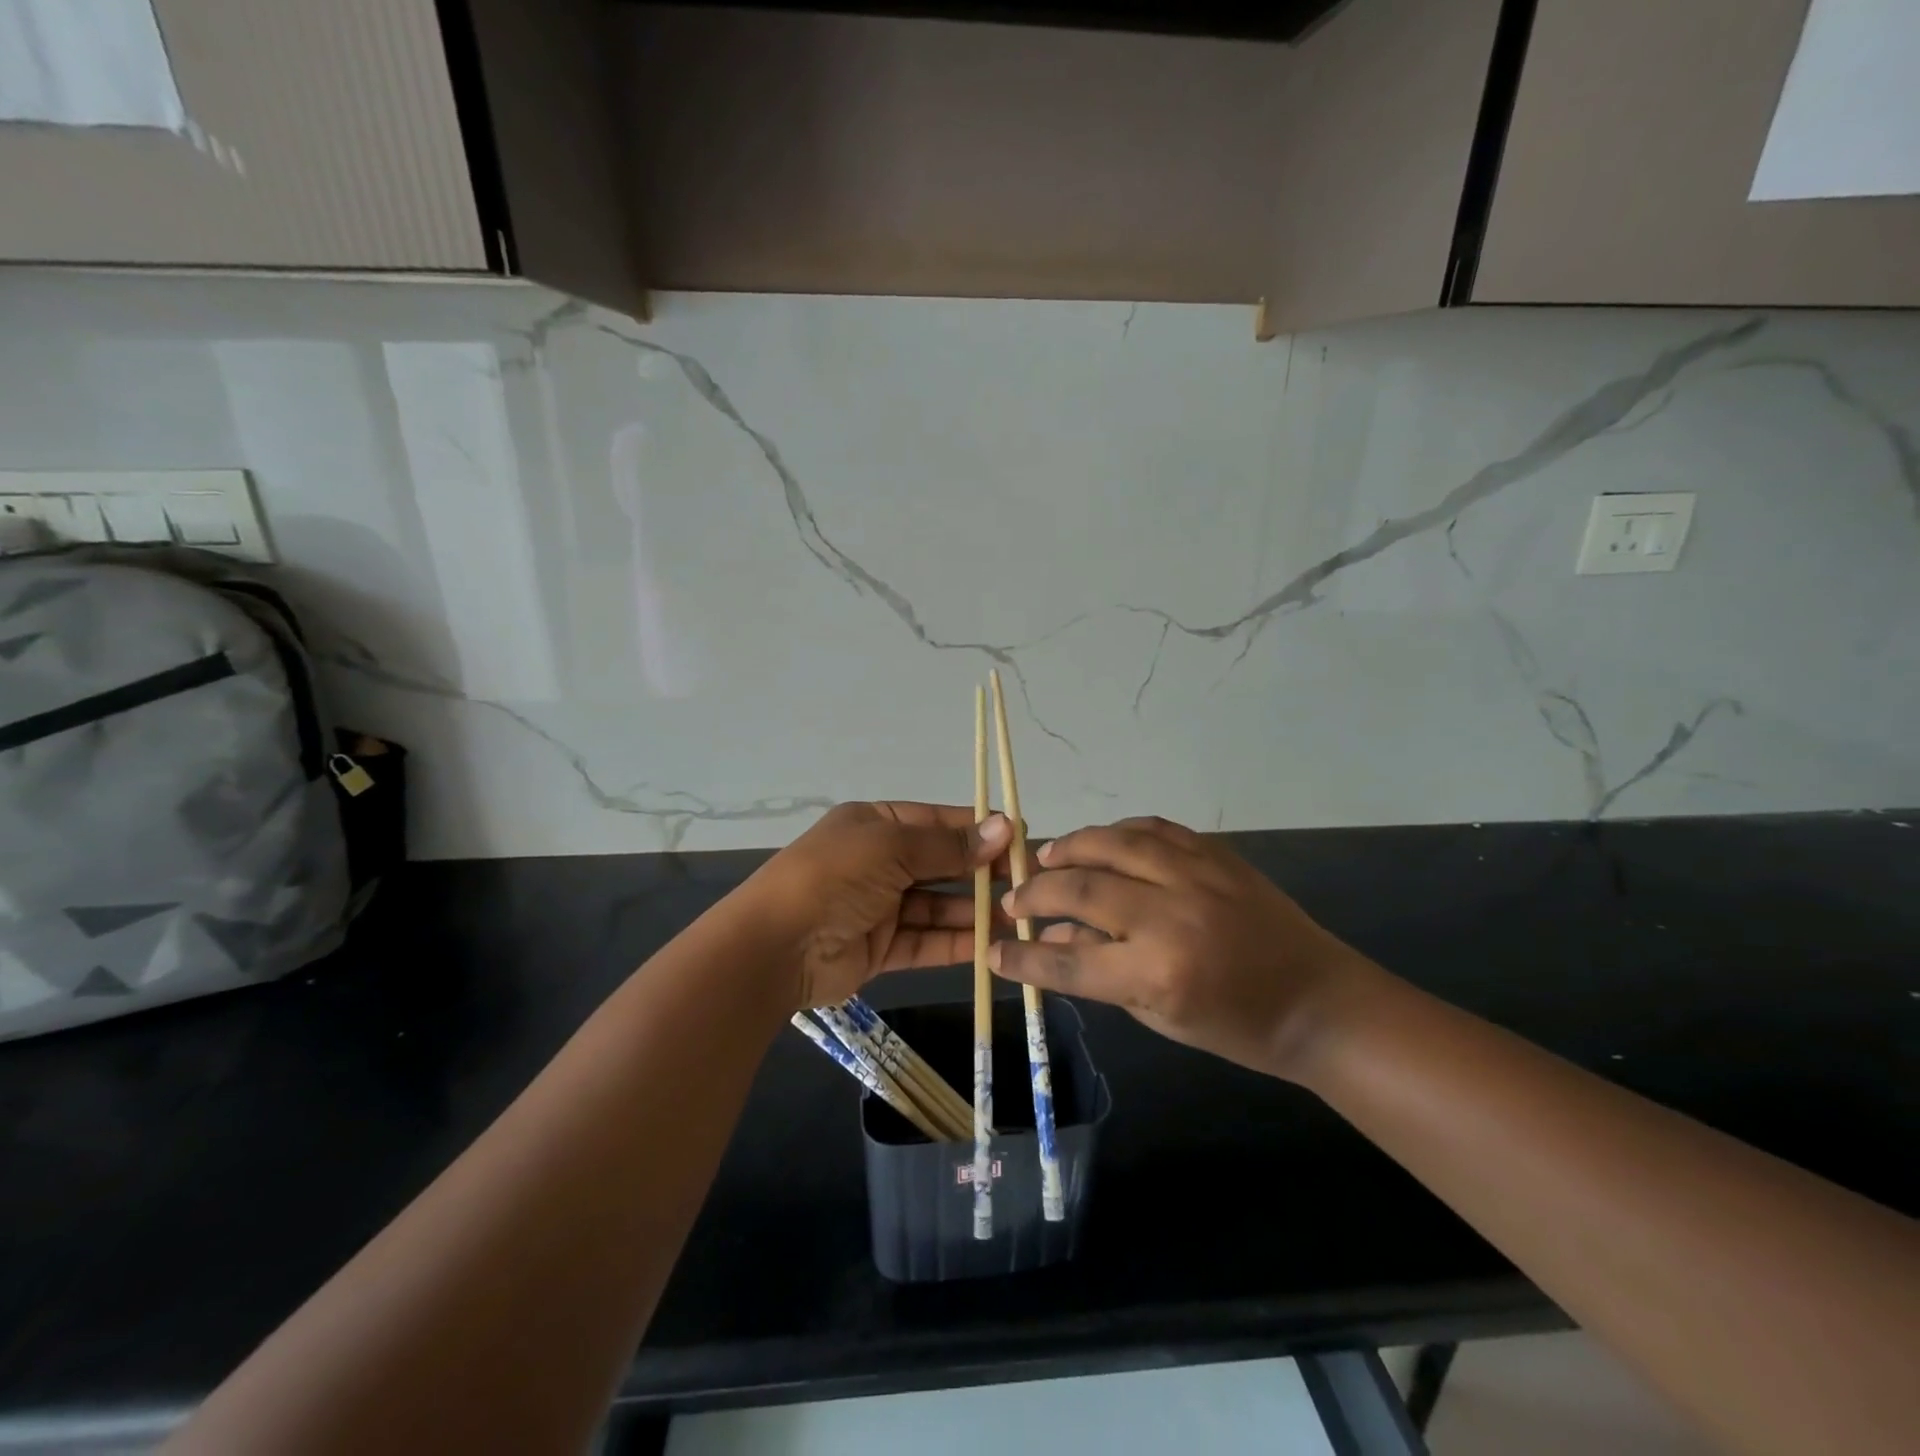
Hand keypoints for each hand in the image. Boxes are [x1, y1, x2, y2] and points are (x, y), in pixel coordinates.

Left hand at [744, 802, 1011, 1009]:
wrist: (775, 947)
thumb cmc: (834, 877)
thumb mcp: (891, 848)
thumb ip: (948, 845)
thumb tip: (1005, 827)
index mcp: (875, 824)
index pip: (937, 822)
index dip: (978, 829)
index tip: (1020, 838)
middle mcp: (879, 861)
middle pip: (940, 864)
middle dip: (981, 872)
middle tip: (1028, 882)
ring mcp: (879, 906)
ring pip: (937, 905)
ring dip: (973, 911)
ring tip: (1018, 917)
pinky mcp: (880, 948)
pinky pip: (925, 941)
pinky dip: (955, 943)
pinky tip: (990, 946)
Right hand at [992, 816, 1373, 1078]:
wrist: (1318, 1001)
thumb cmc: (1237, 1026)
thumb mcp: (1159, 1016)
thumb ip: (1099, 972)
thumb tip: (1048, 938)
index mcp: (1159, 973)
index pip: (1070, 960)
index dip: (1024, 956)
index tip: (995, 949)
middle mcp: (1172, 916)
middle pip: (1082, 889)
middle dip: (1037, 892)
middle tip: (1014, 897)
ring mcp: (1196, 876)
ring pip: (1114, 844)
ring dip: (1070, 847)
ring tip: (1045, 857)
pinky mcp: (1216, 854)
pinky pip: (1154, 828)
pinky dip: (1118, 831)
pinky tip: (1101, 841)